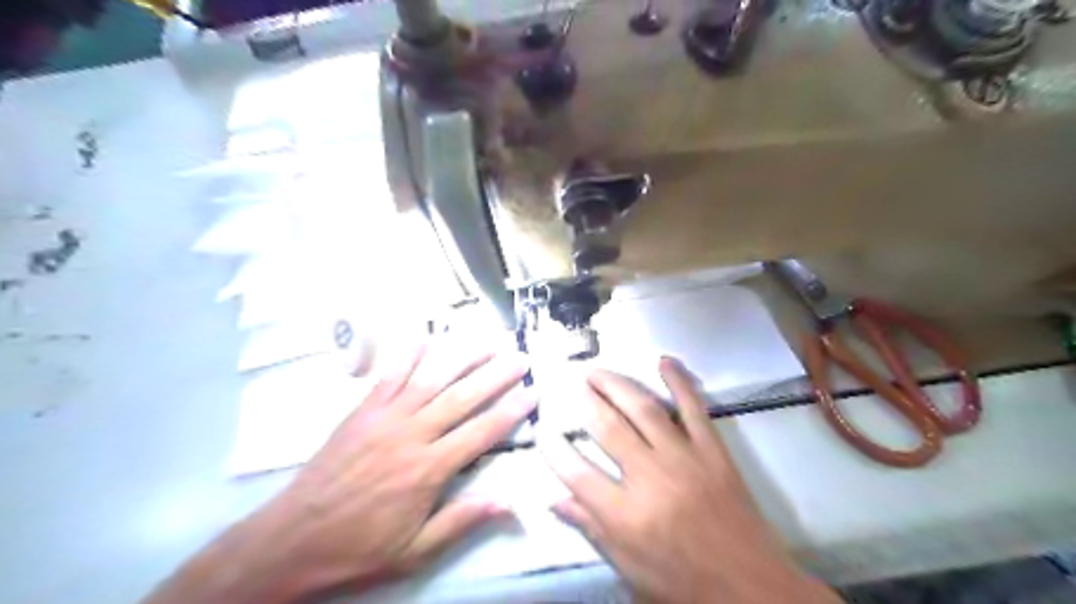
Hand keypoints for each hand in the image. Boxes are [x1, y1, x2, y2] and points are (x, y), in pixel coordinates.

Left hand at [142, 339, 536, 603]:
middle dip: (496, 375)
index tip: (533, 392)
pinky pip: (388, 377)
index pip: (481, 433)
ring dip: (461, 357)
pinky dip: (407, 356)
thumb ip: (462, 521)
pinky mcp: (362, 412)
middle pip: (462, 398)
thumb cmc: (358, 548)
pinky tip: (424, 338)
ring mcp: (385, 418)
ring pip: (431, 380)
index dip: (511, 411)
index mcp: (429, 470)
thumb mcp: (415, 552)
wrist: (292, 539)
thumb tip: (508, 501)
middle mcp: (412, 435)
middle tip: (519, 356)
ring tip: (486, 340)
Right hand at [544, 358, 835, 603]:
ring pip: (644, 409)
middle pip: (608, 428)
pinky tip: (664, 360)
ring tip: (597, 371)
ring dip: (617, 384)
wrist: (752, 589)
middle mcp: (652, 478)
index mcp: (626, 515)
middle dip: (586, 401)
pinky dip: (679, 381)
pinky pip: (693, 407)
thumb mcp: (630, 567)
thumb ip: (592, 528)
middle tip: (573, 382)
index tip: (542, 428)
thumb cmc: (684, 583)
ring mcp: (685, 458)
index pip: (576, 472)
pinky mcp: (713, 450)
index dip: (554, 448)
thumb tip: (555, 500)